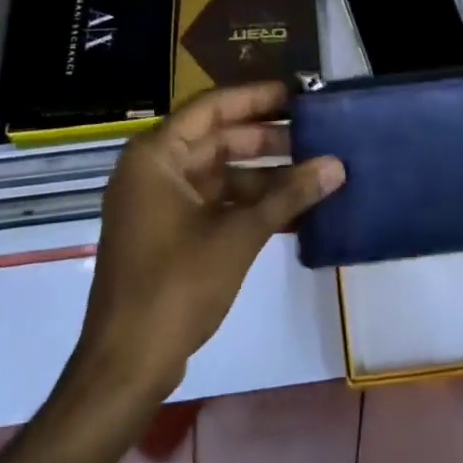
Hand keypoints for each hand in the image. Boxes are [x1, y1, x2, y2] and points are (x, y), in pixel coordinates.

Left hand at [73, 81, 343, 402]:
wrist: (125, 367)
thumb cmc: (175, 287)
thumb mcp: (238, 236)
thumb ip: (289, 195)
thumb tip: (337, 165)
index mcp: (156, 155)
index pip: (213, 107)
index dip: (257, 98)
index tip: (297, 94)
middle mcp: (153, 169)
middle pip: (217, 138)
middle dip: (266, 139)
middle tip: (314, 134)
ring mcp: (158, 203)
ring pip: (218, 173)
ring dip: (263, 176)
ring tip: (313, 174)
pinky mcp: (167, 233)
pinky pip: (213, 203)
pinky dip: (247, 205)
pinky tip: (292, 210)